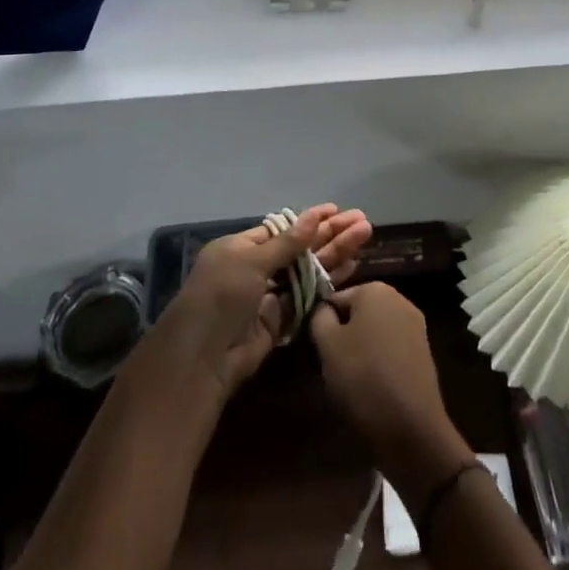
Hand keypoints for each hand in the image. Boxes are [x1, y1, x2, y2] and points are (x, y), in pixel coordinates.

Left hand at [154, 204, 372, 401]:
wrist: (203, 359)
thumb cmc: (221, 295)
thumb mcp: (251, 261)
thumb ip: (288, 242)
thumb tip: (315, 215)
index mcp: (241, 248)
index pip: (282, 228)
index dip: (310, 220)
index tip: (336, 211)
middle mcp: (256, 268)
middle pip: (299, 247)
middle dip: (330, 233)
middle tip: (362, 221)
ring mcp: (270, 294)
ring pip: (308, 269)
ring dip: (335, 252)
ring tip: (365, 234)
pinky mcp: (281, 320)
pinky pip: (308, 295)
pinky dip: (329, 280)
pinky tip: (352, 265)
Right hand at [308, 282, 469, 495]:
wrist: (411, 425)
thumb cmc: (363, 377)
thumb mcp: (327, 345)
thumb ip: (319, 317)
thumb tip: (323, 309)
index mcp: (375, 289)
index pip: (336, 298)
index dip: (323, 323)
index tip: (318, 350)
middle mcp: (399, 298)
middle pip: (358, 313)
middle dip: (343, 335)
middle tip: (332, 366)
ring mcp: (415, 324)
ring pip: (375, 331)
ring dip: (361, 350)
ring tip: (350, 381)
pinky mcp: (423, 350)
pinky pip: (391, 348)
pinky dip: (379, 362)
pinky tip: (373, 387)